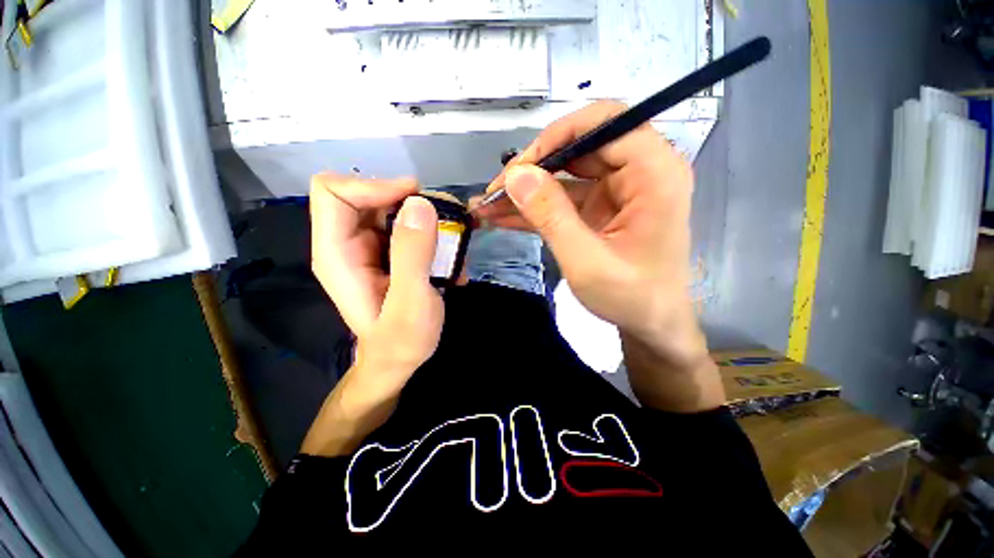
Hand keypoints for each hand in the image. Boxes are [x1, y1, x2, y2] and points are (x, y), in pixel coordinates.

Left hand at [303, 174, 443, 455]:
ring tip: (454, 248)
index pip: (333, 192)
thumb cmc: (401, 341)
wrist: (400, 361)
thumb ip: (413, 254)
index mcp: (338, 254)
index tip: (416, 199)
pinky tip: (449, 261)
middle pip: (367, 195)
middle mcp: (348, 244)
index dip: (373, 185)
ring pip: (392, 209)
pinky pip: (408, 227)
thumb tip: (420, 204)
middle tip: (446, 222)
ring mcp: (369, 247)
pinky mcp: (388, 253)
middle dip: (409, 202)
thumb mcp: (411, 302)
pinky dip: (432, 235)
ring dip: (427, 221)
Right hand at [473, 101, 723, 411]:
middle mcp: (639, 171)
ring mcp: (617, 189)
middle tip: (495, 193)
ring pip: (565, 173)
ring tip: (488, 207)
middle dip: (533, 168)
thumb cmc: (631, 298)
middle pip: (579, 146)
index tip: (519, 169)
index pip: (604, 123)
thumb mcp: (587, 261)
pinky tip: (503, 216)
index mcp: (654, 173)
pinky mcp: (601, 208)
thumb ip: (551, 216)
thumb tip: (516, 176)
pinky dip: (535, 207)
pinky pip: (564, 198)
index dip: (556, 138)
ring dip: (527, 191)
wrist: (652, 324)